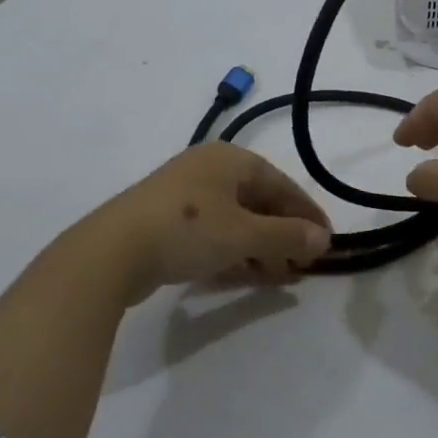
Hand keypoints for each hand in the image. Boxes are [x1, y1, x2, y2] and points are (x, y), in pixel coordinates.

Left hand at [98, 142, 331, 302]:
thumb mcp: (244, 234)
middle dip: (284, 234)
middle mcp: (209, 169)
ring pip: (236, 220)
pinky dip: (234, 252)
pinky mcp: (166, 222)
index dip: (306, 214)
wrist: (111, 252)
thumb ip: (287, 236)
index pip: (281, 184)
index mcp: (230, 159)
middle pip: (259, 202)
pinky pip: (213, 234)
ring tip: (281, 277)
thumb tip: (323, 238)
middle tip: (303, 265)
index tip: (327, 242)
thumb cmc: (187, 229)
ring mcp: (185, 195)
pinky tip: (248, 276)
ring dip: (261, 247)